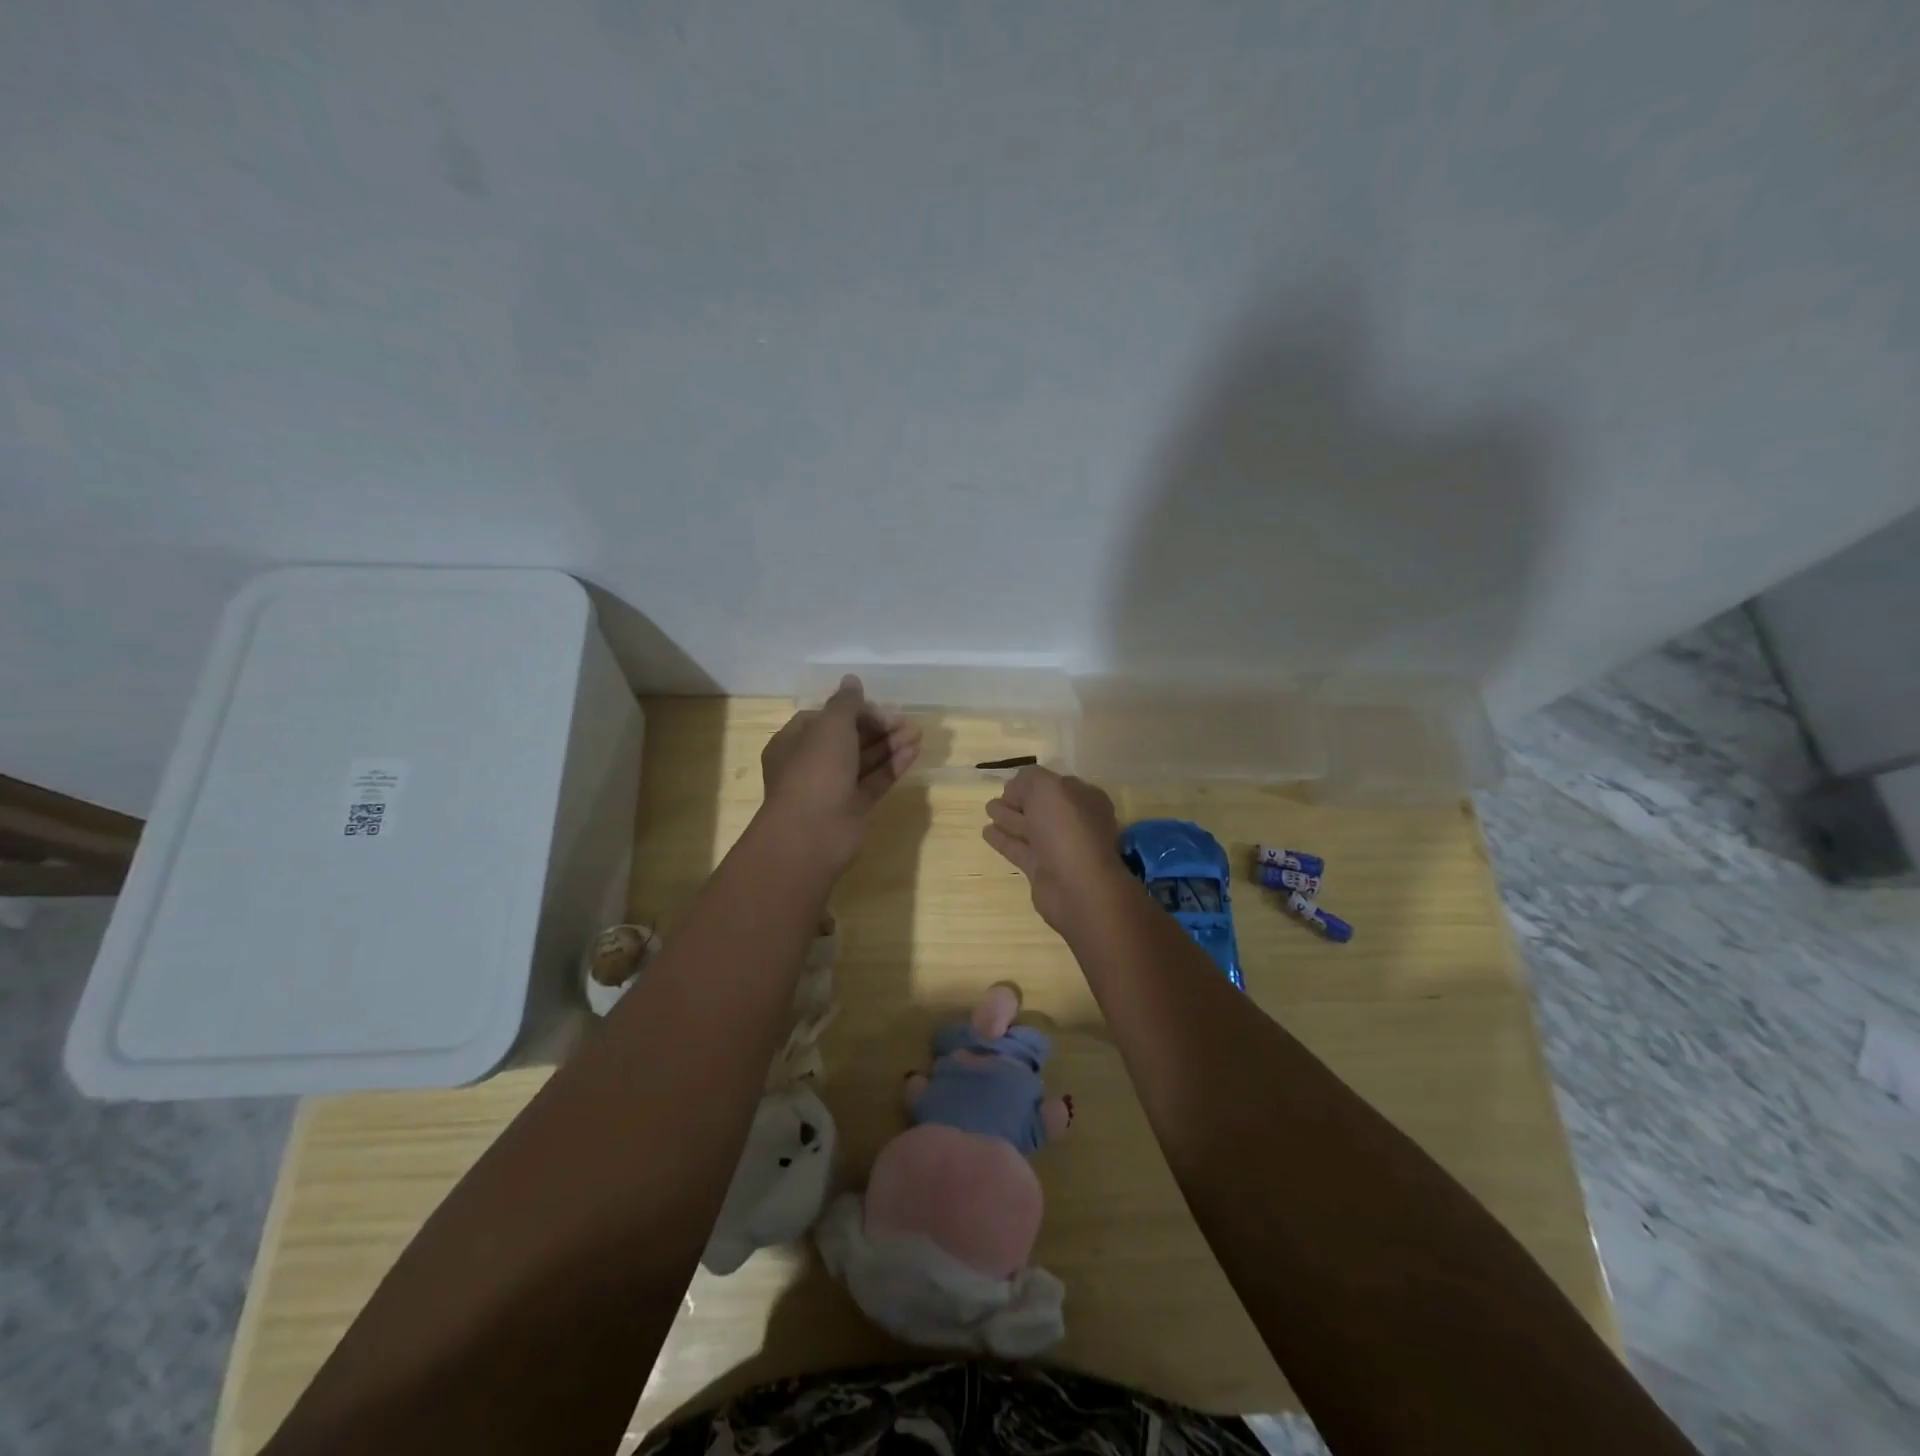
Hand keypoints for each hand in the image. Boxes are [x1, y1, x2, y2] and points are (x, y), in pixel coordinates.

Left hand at [758, 676, 920, 872]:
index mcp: (794, 742)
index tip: (877, 707)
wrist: (812, 834)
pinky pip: (875, 780)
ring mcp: (834, 788)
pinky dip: (893, 765)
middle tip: (904, 719)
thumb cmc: (815, 771)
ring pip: (865, 759)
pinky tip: (914, 751)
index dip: (852, 710)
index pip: (826, 718)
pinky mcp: (854, 807)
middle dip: (877, 726)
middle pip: (848, 738)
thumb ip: (846, 703)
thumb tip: (852, 680)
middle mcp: (812, 764)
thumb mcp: (830, 726)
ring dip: (890, 743)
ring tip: (917, 732)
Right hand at [982, 766, 1132, 934]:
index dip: (1032, 783)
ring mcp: (1059, 848)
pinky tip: (986, 832)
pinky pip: (1020, 849)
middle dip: (1018, 800)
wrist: (1077, 886)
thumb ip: (1028, 779)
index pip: (1055, 785)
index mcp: (1084, 799)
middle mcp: (1074, 822)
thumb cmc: (1066, 828)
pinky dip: (1004, 840)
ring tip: (988, 810)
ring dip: (1008, 818)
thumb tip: (1015, 789)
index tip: (1010, 785)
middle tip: (996, 798)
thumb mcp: (1046, 787)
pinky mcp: (1042, 871)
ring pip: (1029, 828)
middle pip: (1041, 807)